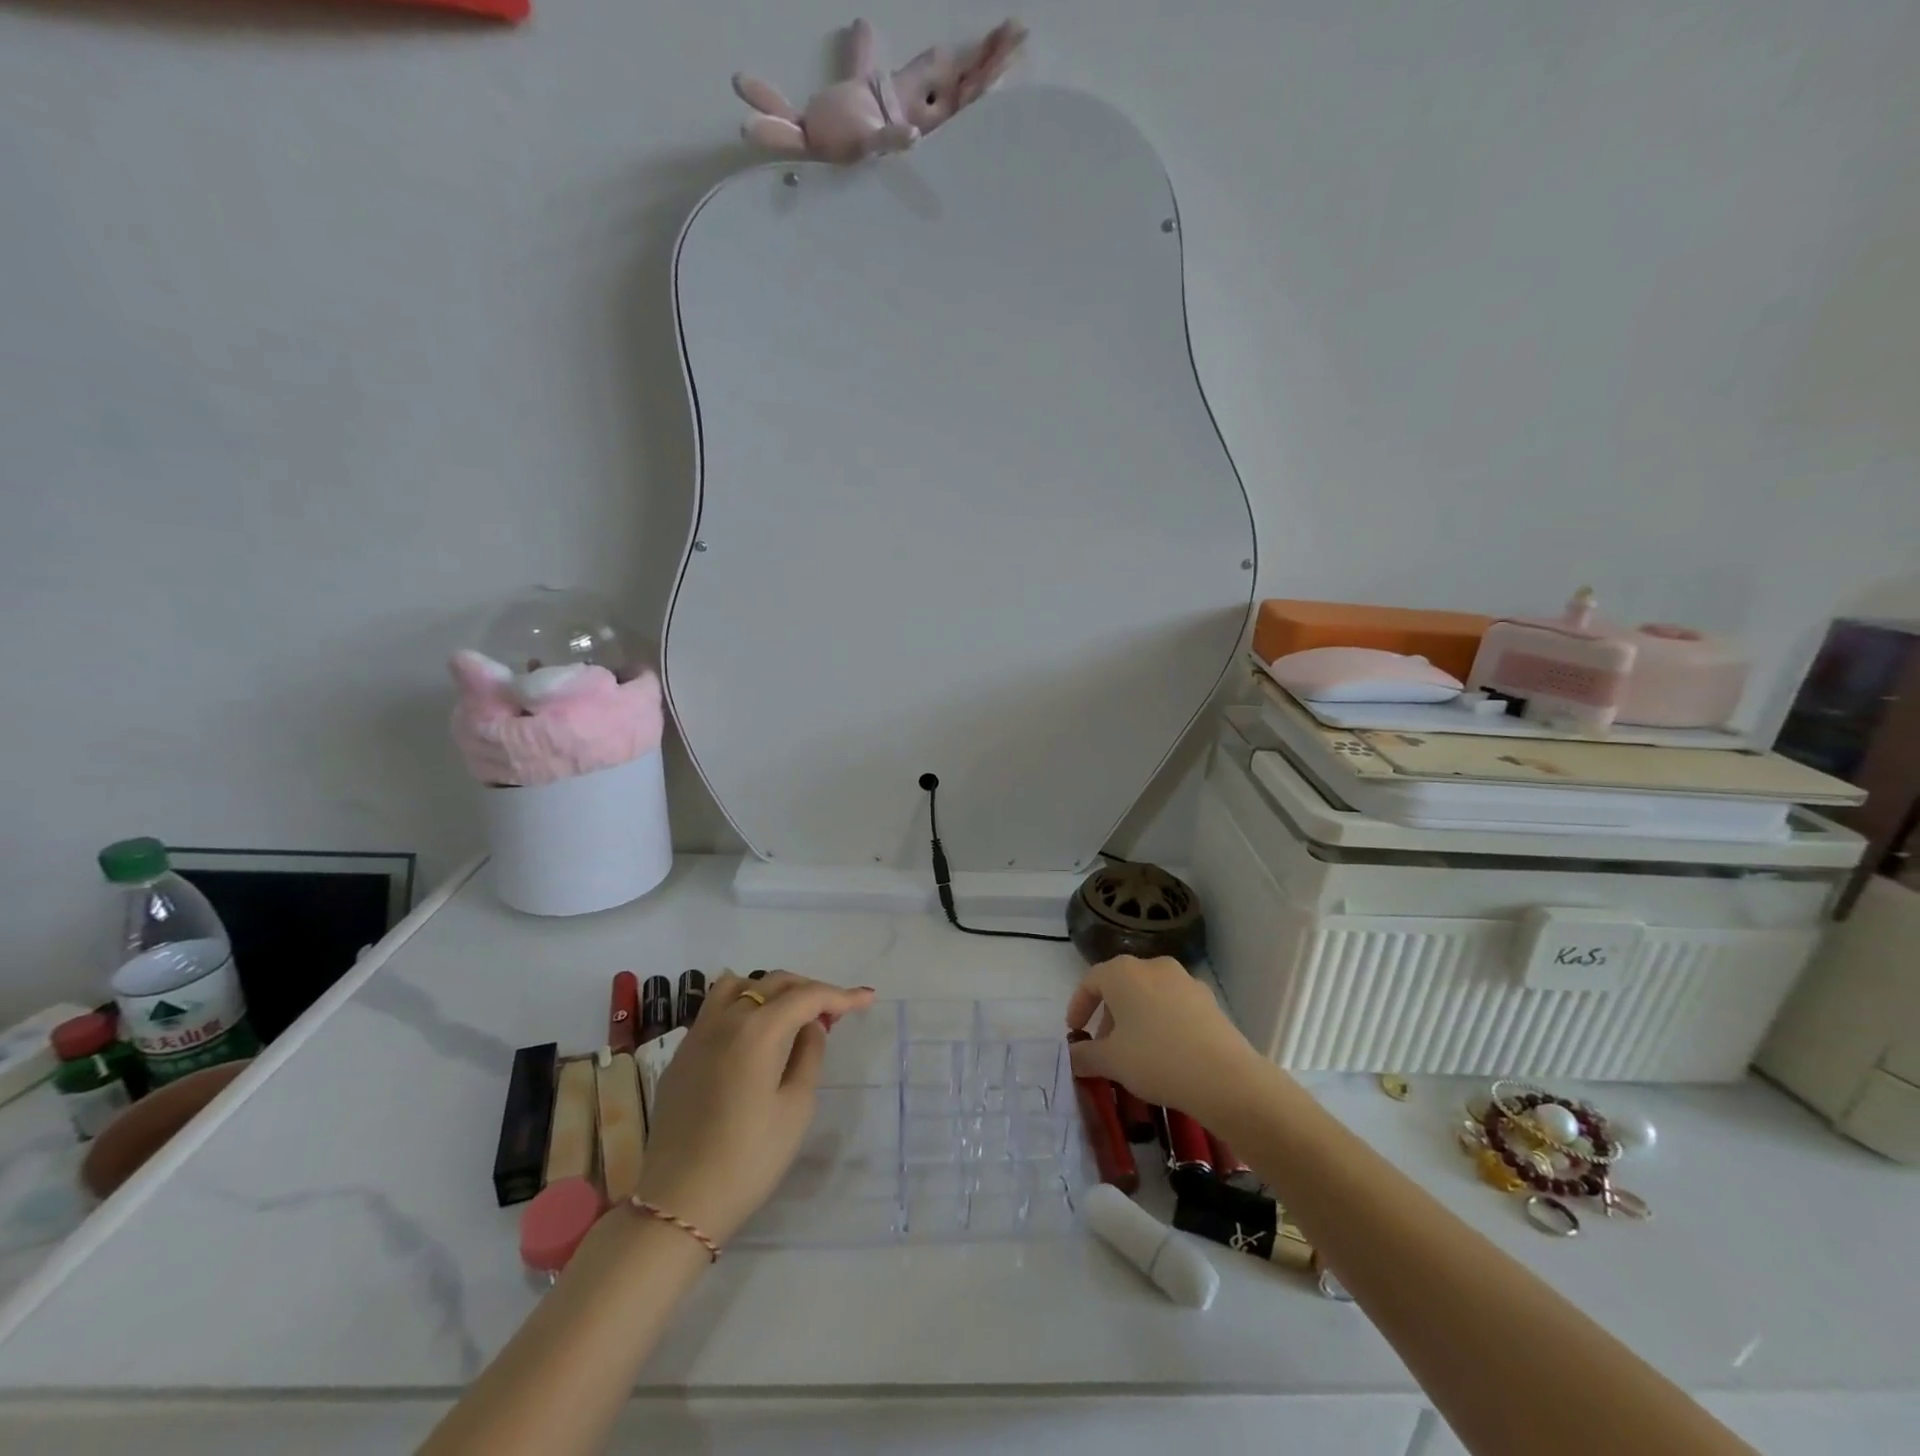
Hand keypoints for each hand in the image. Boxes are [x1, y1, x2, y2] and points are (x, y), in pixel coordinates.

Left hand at [632, 971, 874, 1245]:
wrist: (679, 1202)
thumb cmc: (749, 1158)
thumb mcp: (796, 1108)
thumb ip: (809, 1055)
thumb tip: (811, 1026)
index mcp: (758, 1030)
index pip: (806, 996)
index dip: (840, 995)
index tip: (866, 999)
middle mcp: (725, 1020)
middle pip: (773, 983)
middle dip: (808, 990)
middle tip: (833, 1011)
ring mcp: (697, 1034)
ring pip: (737, 986)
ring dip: (770, 990)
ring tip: (790, 1014)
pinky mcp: (681, 1054)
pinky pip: (715, 1010)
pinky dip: (742, 1006)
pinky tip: (753, 1036)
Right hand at [1065, 956, 1273, 1126]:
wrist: (1225, 1078)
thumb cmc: (1156, 1060)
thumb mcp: (1111, 1061)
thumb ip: (1085, 1055)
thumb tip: (1072, 1055)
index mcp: (1123, 972)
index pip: (1090, 981)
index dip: (1078, 1006)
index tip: (1074, 1032)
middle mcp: (1153, 966)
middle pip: (1120, 985)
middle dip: (1107, 1015)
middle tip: (1103, 1046)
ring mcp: (1184, 980)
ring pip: (1148, 994)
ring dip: (1135, 1018)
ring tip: (1134, 1052)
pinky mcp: (1208, 1000)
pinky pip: (1173, 1005)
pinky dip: (1161, 1021)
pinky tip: (1165, 1051)